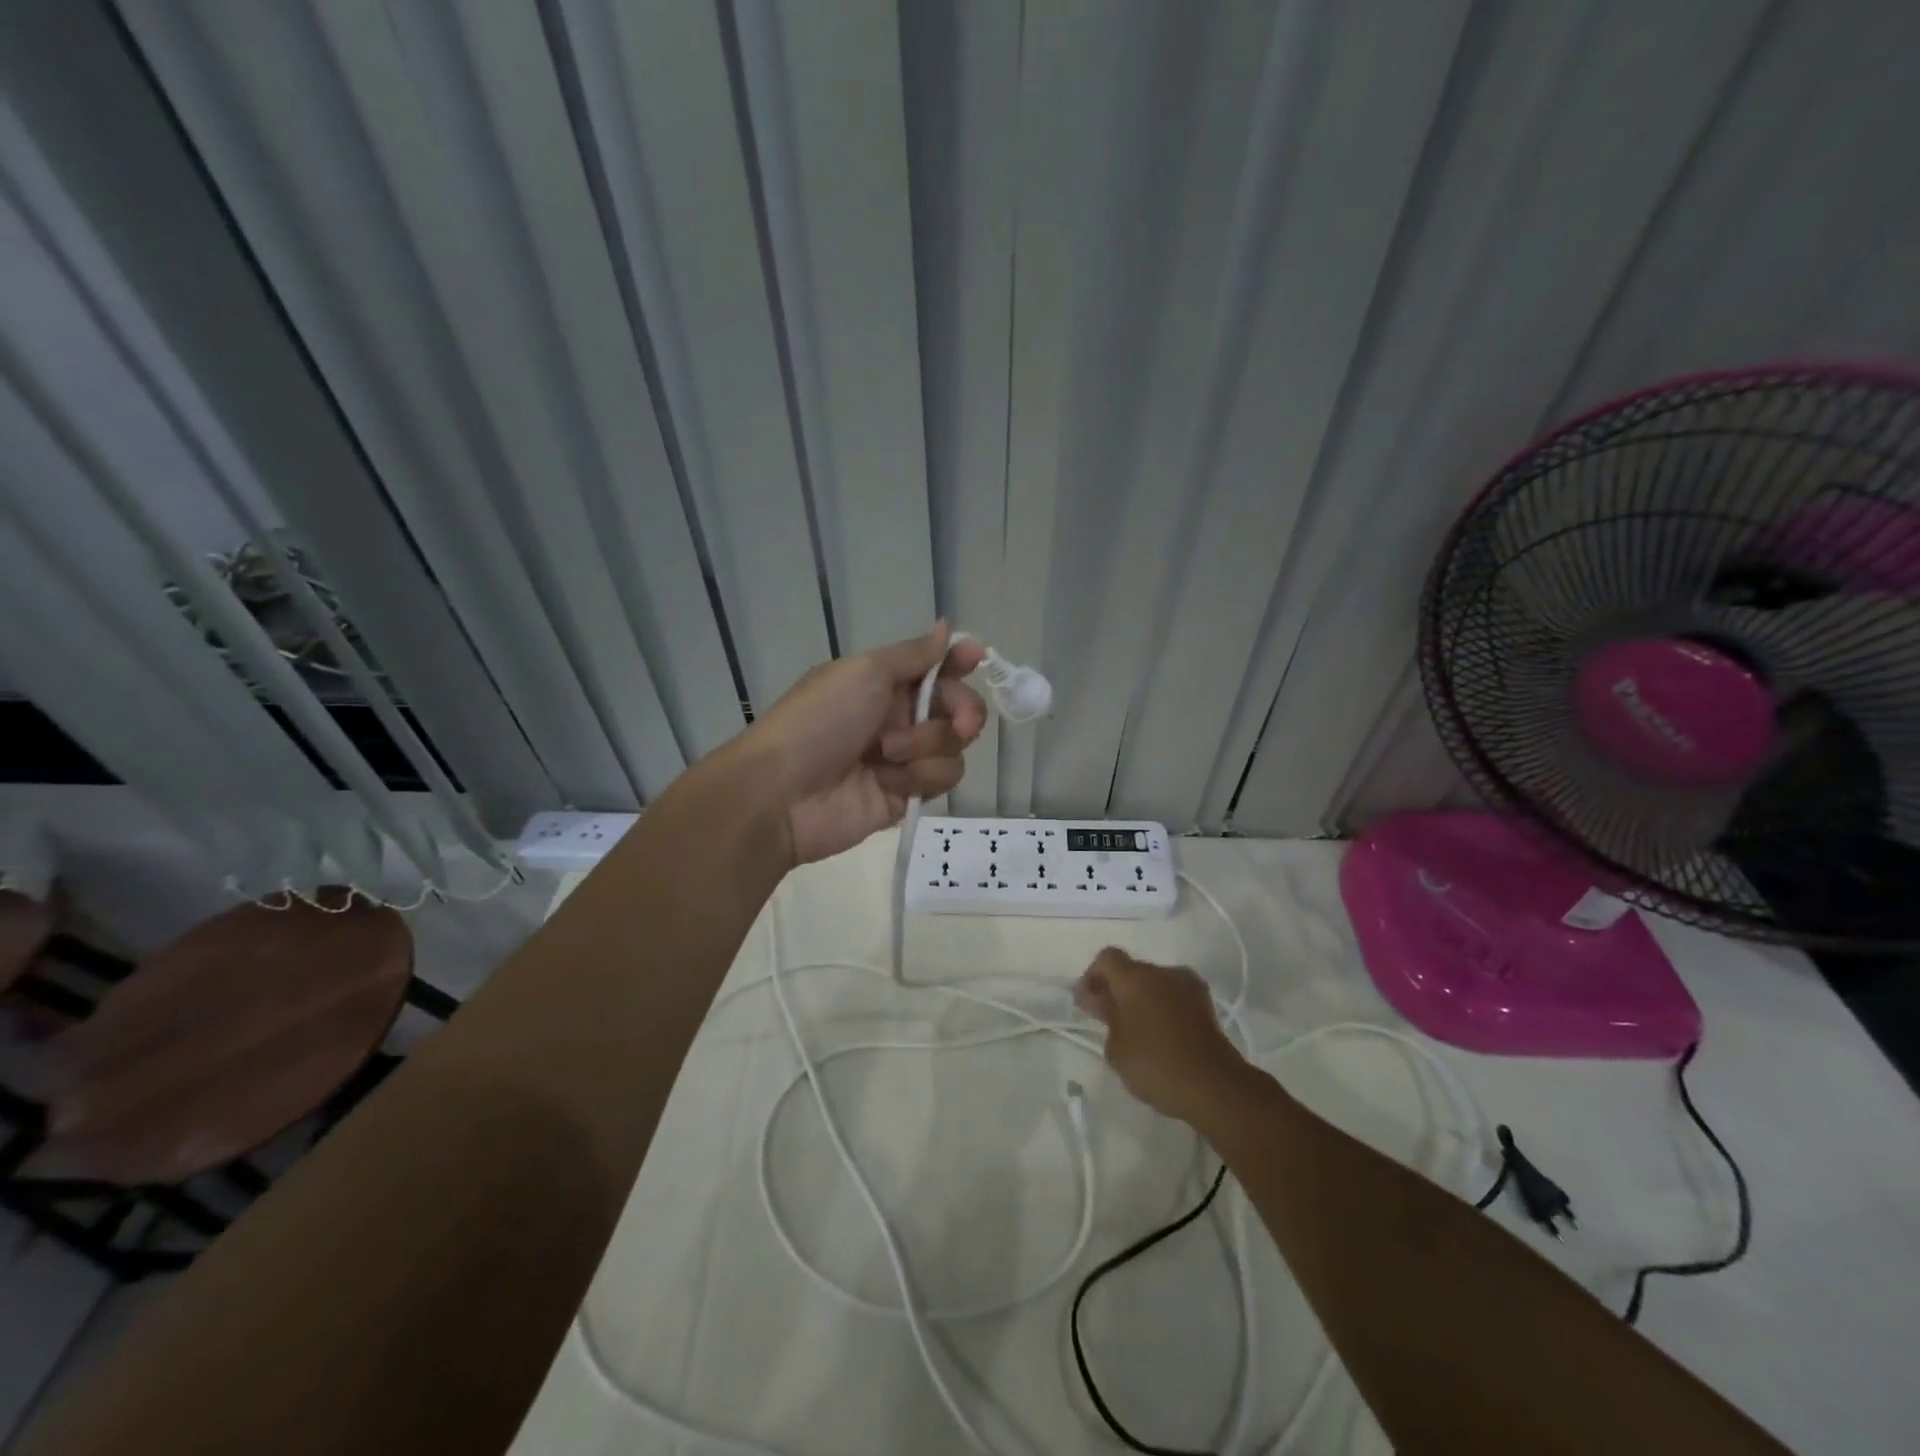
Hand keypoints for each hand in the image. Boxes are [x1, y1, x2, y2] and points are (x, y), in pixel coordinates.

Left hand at [745, 622, 988, 866]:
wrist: (783, 793)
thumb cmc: (820, 721)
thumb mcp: (864, 673)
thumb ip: (913, 655)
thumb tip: (946, 627)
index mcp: (884, 682)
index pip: (935, 667)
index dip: (959, 660)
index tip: (975, 656)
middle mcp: (898, 717)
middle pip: (958, 707)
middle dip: (962, 711)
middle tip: (959, 723)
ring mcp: (904, 757)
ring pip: (954, 746)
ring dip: (927, 747)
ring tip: (887, 755)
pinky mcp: (907, 794)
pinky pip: (942, 779)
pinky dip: (920, 777)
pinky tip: (890, 781)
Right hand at [1074, 949, 1249, 1124]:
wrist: (1214, 1086)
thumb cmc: (1155, 1063)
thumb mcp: (1115, 1046)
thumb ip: (1105, 1017)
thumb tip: (1102, 1000)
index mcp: (1135, 976)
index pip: (1106, 958)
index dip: (1092, 977)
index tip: (1087, 1004)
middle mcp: (1163, 972)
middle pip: (1132, 970)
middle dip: (1117, 989)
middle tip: (1108, 1020)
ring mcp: (1188, 986)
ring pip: (1155, 983)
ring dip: (1142, 999)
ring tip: (1136, 1031)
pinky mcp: (1206, 1006)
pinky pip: (1174, 998)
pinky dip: (1163, 1009)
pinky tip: (1160, 1037)